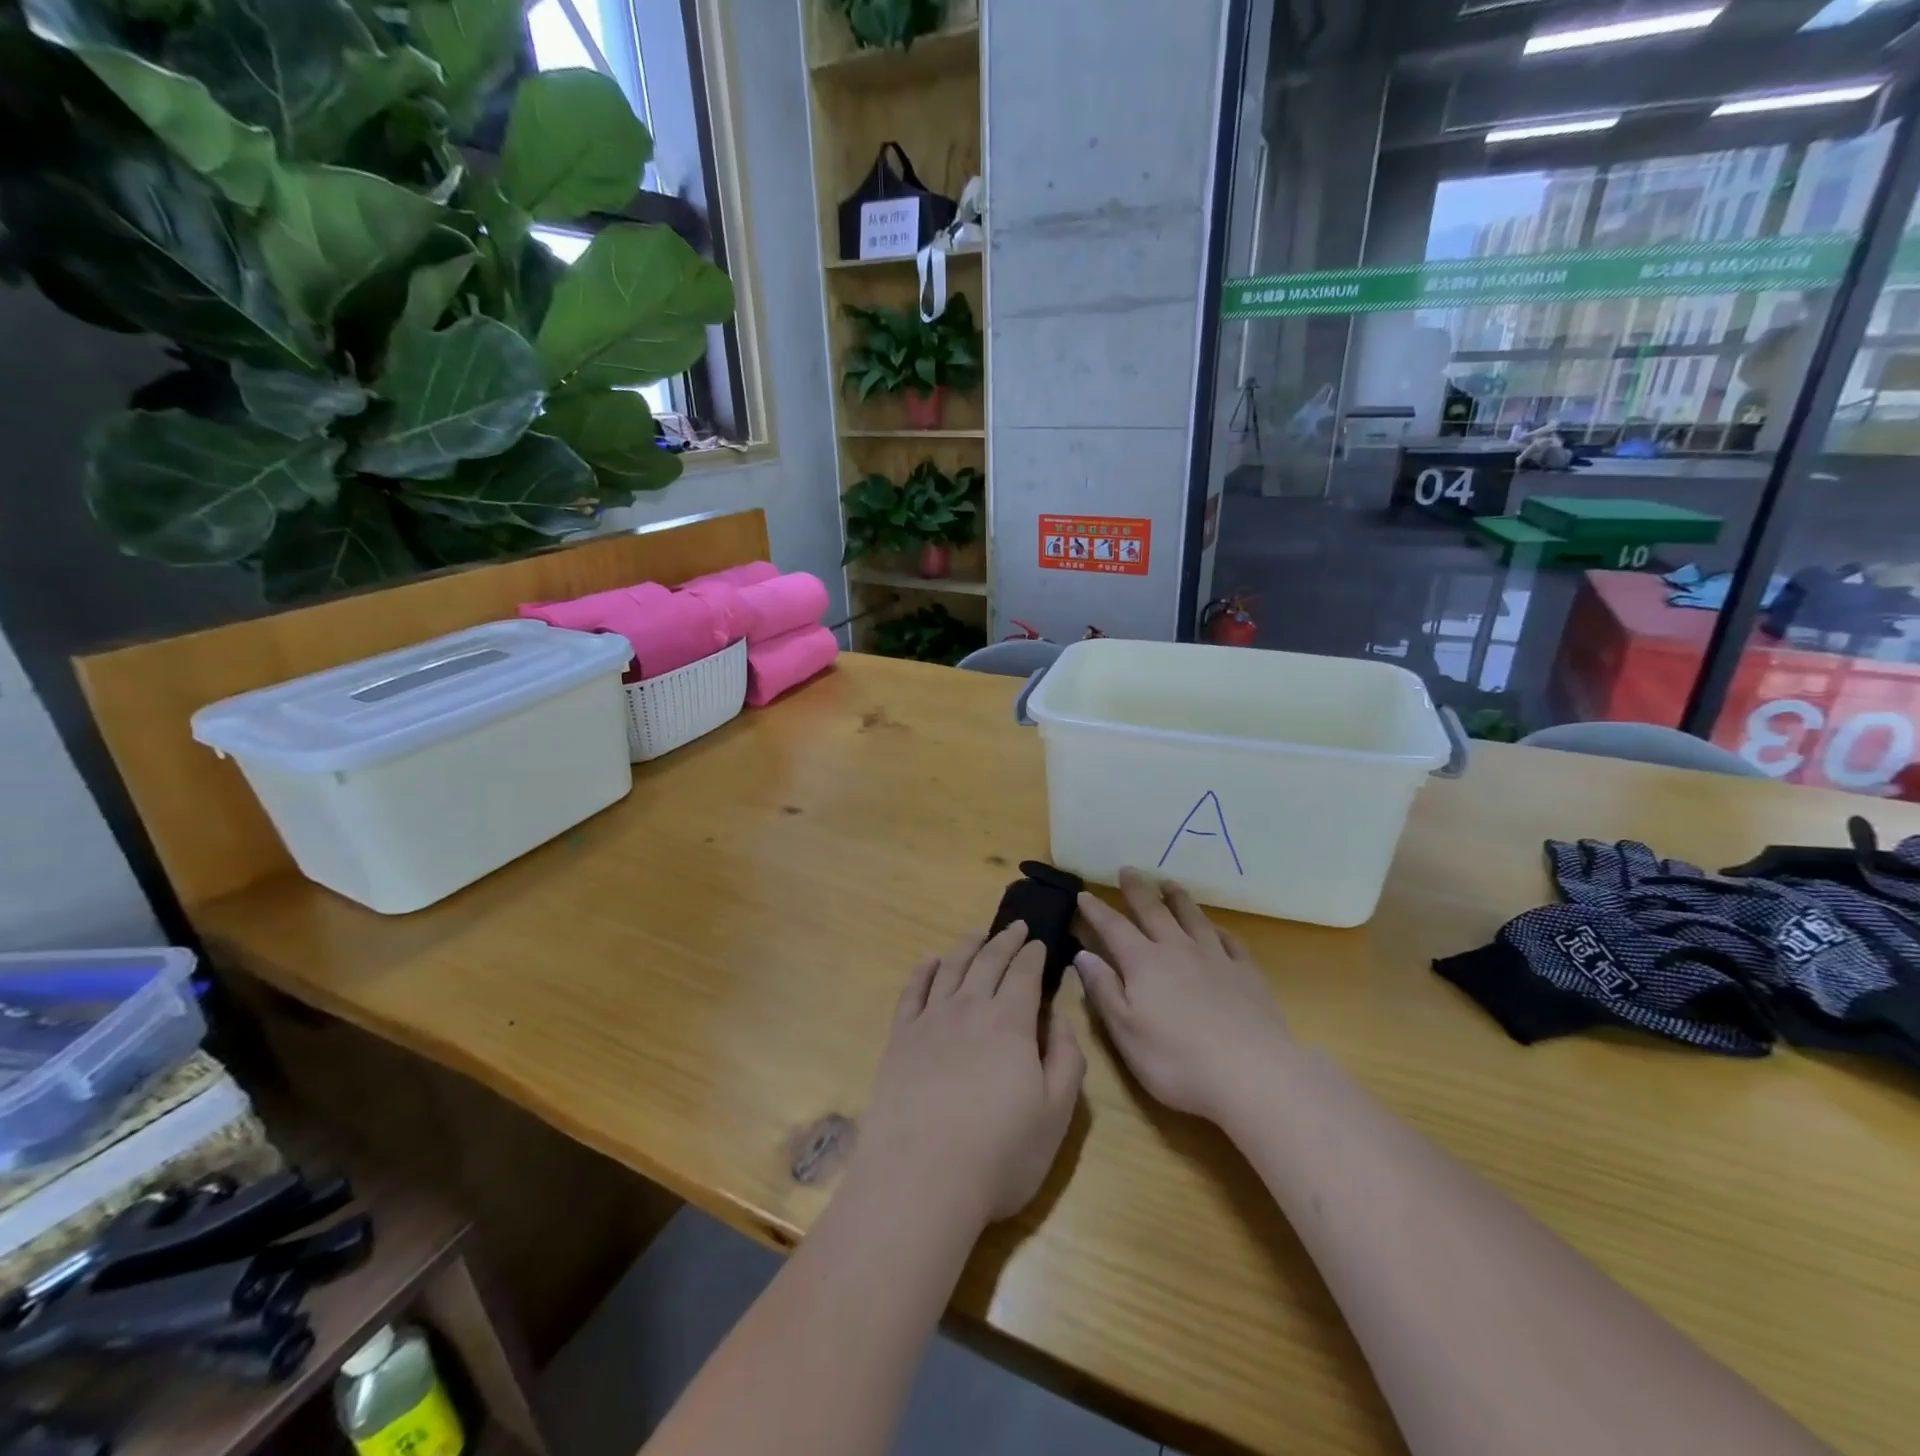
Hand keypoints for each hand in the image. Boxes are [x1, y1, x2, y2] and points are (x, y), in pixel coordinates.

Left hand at [855, 923, 1085, 1229]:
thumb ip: (1066, 1058)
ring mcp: (930, 1020)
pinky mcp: (900, 1038)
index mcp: (1010, 1022)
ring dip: (967, 946)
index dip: (1033, 955)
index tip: (1038, 942)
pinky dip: (922, 970)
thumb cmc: (999, 1153)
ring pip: (951, 968)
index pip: (1024, 974)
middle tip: (1015, 926)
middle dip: (1005, 940)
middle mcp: (969, 1008)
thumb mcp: (1056, 1113)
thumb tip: (1059, 1017)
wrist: (921, 1178)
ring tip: (977, 933)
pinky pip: (912, 991)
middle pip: (988, 961)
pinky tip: (929, 960)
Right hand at [1074, 869, 1293, 1124]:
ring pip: (1193, 918)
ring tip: (1168, 883)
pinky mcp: (1247, 974)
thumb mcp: (1125, 1030)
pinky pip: (1231, 942)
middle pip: (1153, 912)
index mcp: (1143, 963)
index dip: (1097, 911)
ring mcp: (1216, 959)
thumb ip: (1103, 989)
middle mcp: (1177, 950)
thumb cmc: (1176, 1060)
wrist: (1252, 1074)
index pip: (1113, 928)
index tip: (1084, 894)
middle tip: (1128, 870)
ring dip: (1178, 898)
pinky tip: (1216, 928)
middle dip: (1137, 890)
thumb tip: (1083, 954)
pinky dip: (1219, 929)